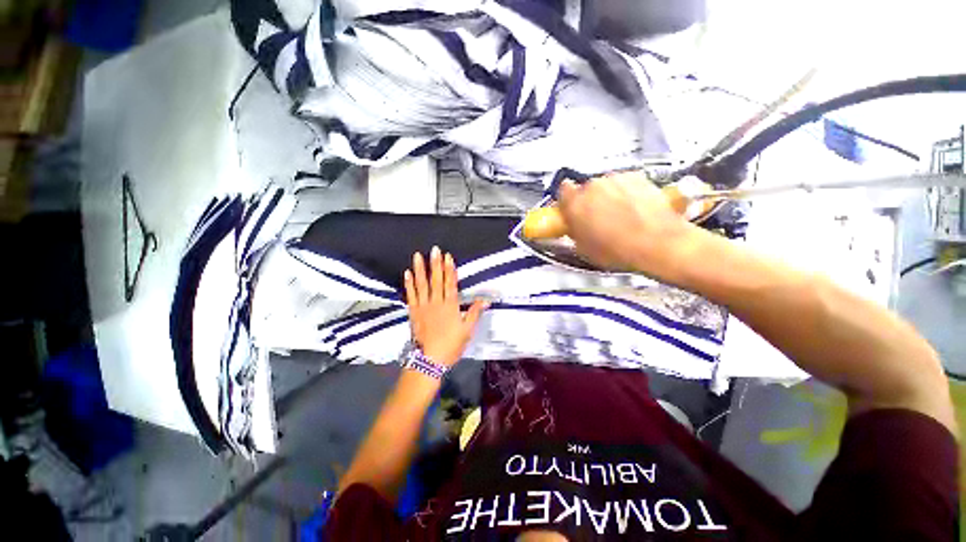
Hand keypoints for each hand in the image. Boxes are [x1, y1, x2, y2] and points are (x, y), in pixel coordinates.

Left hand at [404, 247, 487, 366]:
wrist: (429, 360)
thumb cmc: (451, 345)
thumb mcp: (467, 331)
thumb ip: (474, 313)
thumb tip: (485, 300)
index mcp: (450, 306)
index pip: (450, 284)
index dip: (450, 269)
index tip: (448, 257)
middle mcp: (436, 303)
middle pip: (436, 280)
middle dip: (436, 264)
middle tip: (434, 249)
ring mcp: (423, 306)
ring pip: (422, 285)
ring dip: (420, 269)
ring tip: (418, 256)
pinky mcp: (414, 312)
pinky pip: (411, 295)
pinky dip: (409, 284)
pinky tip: (407, 274)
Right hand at [557, 171, 700, 277]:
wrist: (657, 243)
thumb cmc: (618, 250)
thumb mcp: (584, 248)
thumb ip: (574, 231)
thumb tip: (575, 226)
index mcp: (575, 204)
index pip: (563, 191)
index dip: (567, 200)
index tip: (571, 208)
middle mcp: (592, 186)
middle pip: (586, 189)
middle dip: (590, 201)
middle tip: (598, 218)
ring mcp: (615, 179)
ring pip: (606, 185)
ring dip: (609, 196)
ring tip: (621, 215)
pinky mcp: (636, 177)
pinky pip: (625, 183)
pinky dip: (627, 192)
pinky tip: (635, 209)